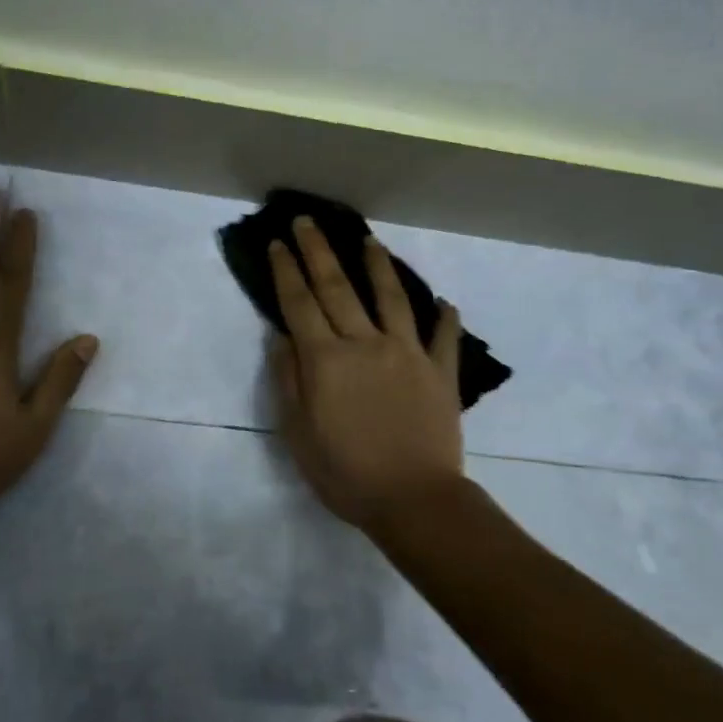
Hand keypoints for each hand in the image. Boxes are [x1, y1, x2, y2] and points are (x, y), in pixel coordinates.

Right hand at [267, 218, 463, 531]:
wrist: (413, 500)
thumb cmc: (345, 472)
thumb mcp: (298, 433)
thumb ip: (287, 379)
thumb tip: (280, 336)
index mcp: (326, 359)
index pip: (299, 303)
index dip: (285, 270)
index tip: (277, 242)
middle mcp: (364, 343)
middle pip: (337, 288)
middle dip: (318, 251)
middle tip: (308, 221)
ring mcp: (407, 353)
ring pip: (391, 298)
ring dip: (378, 266)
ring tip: (369, 240)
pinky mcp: (440, 372)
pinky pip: (443, 337)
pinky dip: (445, 317)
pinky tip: (445, 302)